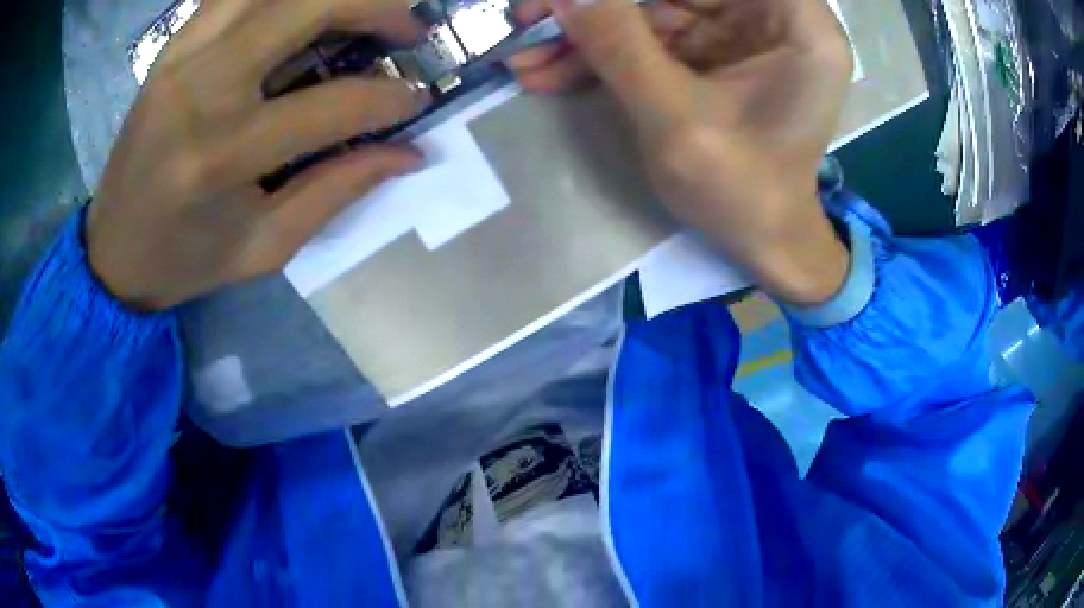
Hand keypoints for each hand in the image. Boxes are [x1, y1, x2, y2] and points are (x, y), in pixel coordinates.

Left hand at [87, 0, 429, 309]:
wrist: (111, 251)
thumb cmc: (184, 261)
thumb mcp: (263, 247)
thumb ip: (336, 192)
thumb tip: (408, 154)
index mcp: (222, 156)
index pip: (332, 105)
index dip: (391, 98)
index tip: (417, 98)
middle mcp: (201, 89)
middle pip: (307, 6)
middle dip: (376, 7)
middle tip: (406, 29)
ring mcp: (182, 57)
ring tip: (359, 10)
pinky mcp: (171, 47)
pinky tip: (300, 10)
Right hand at [510, 0, 853, 304]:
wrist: (762, 243)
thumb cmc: (742, 192)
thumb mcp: (677, 119)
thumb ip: (618, 44)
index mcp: (797, 23)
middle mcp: (773, 16)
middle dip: (599, 4)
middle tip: (528, 16)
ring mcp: (740, 32)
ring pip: (653, 8)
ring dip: (588, 31)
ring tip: (526, 56)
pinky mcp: (713, 52)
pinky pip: (651, 36)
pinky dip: (603, 52)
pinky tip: (551, 71)